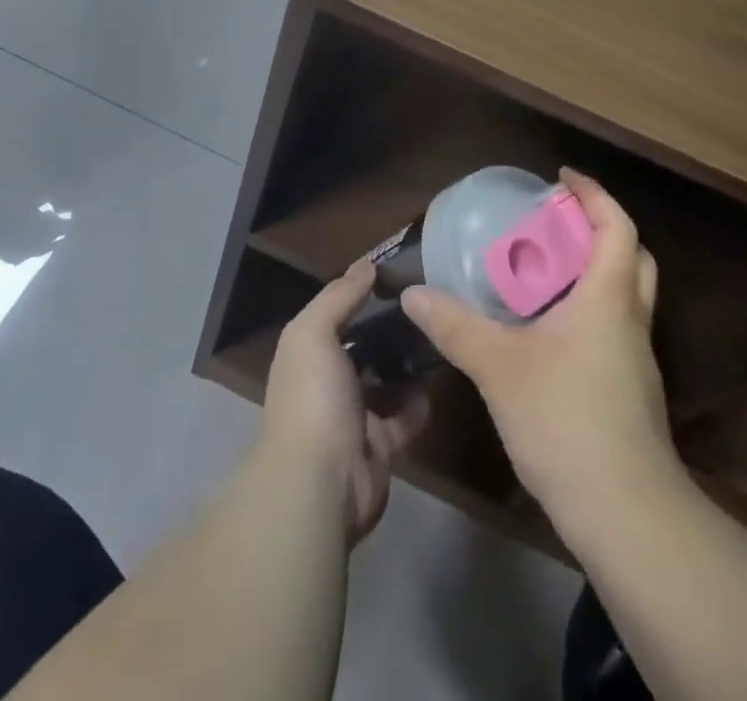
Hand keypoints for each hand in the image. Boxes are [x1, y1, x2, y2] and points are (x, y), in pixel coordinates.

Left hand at [262, 262, 429, 544]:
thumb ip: (339, 296)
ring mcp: (354, 417)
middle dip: (389, 328)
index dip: (361, 294)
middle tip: (427, 303)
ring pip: (386, 381)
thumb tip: (366, 264)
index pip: (336, 314)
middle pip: (363, 347)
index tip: (397, 272)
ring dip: (407, 363)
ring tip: (438, 333)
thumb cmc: (313, 396)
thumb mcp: (314, 333)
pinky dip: (420, 402)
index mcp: (307, 353)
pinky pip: (405, 418)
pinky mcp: (381, 447)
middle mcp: (328, 382)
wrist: (320, 483)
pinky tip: (439, 379)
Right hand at [399, 169, 680, 540]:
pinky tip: (545, 330)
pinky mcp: (629, 392)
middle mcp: (629, 321)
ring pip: (623, 296)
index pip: (617, 227)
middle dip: (597, 229)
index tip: (562, 178)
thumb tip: (413, 293)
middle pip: (631, 257)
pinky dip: (585, 310)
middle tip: (553, 223)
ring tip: (540, 270)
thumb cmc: (566, 420)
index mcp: (608, 299)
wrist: (627, 514)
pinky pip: (611, 329)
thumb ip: (455, 326)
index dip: (593, 195)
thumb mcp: (498, 367)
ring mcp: (635, 360)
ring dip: (591, 272)